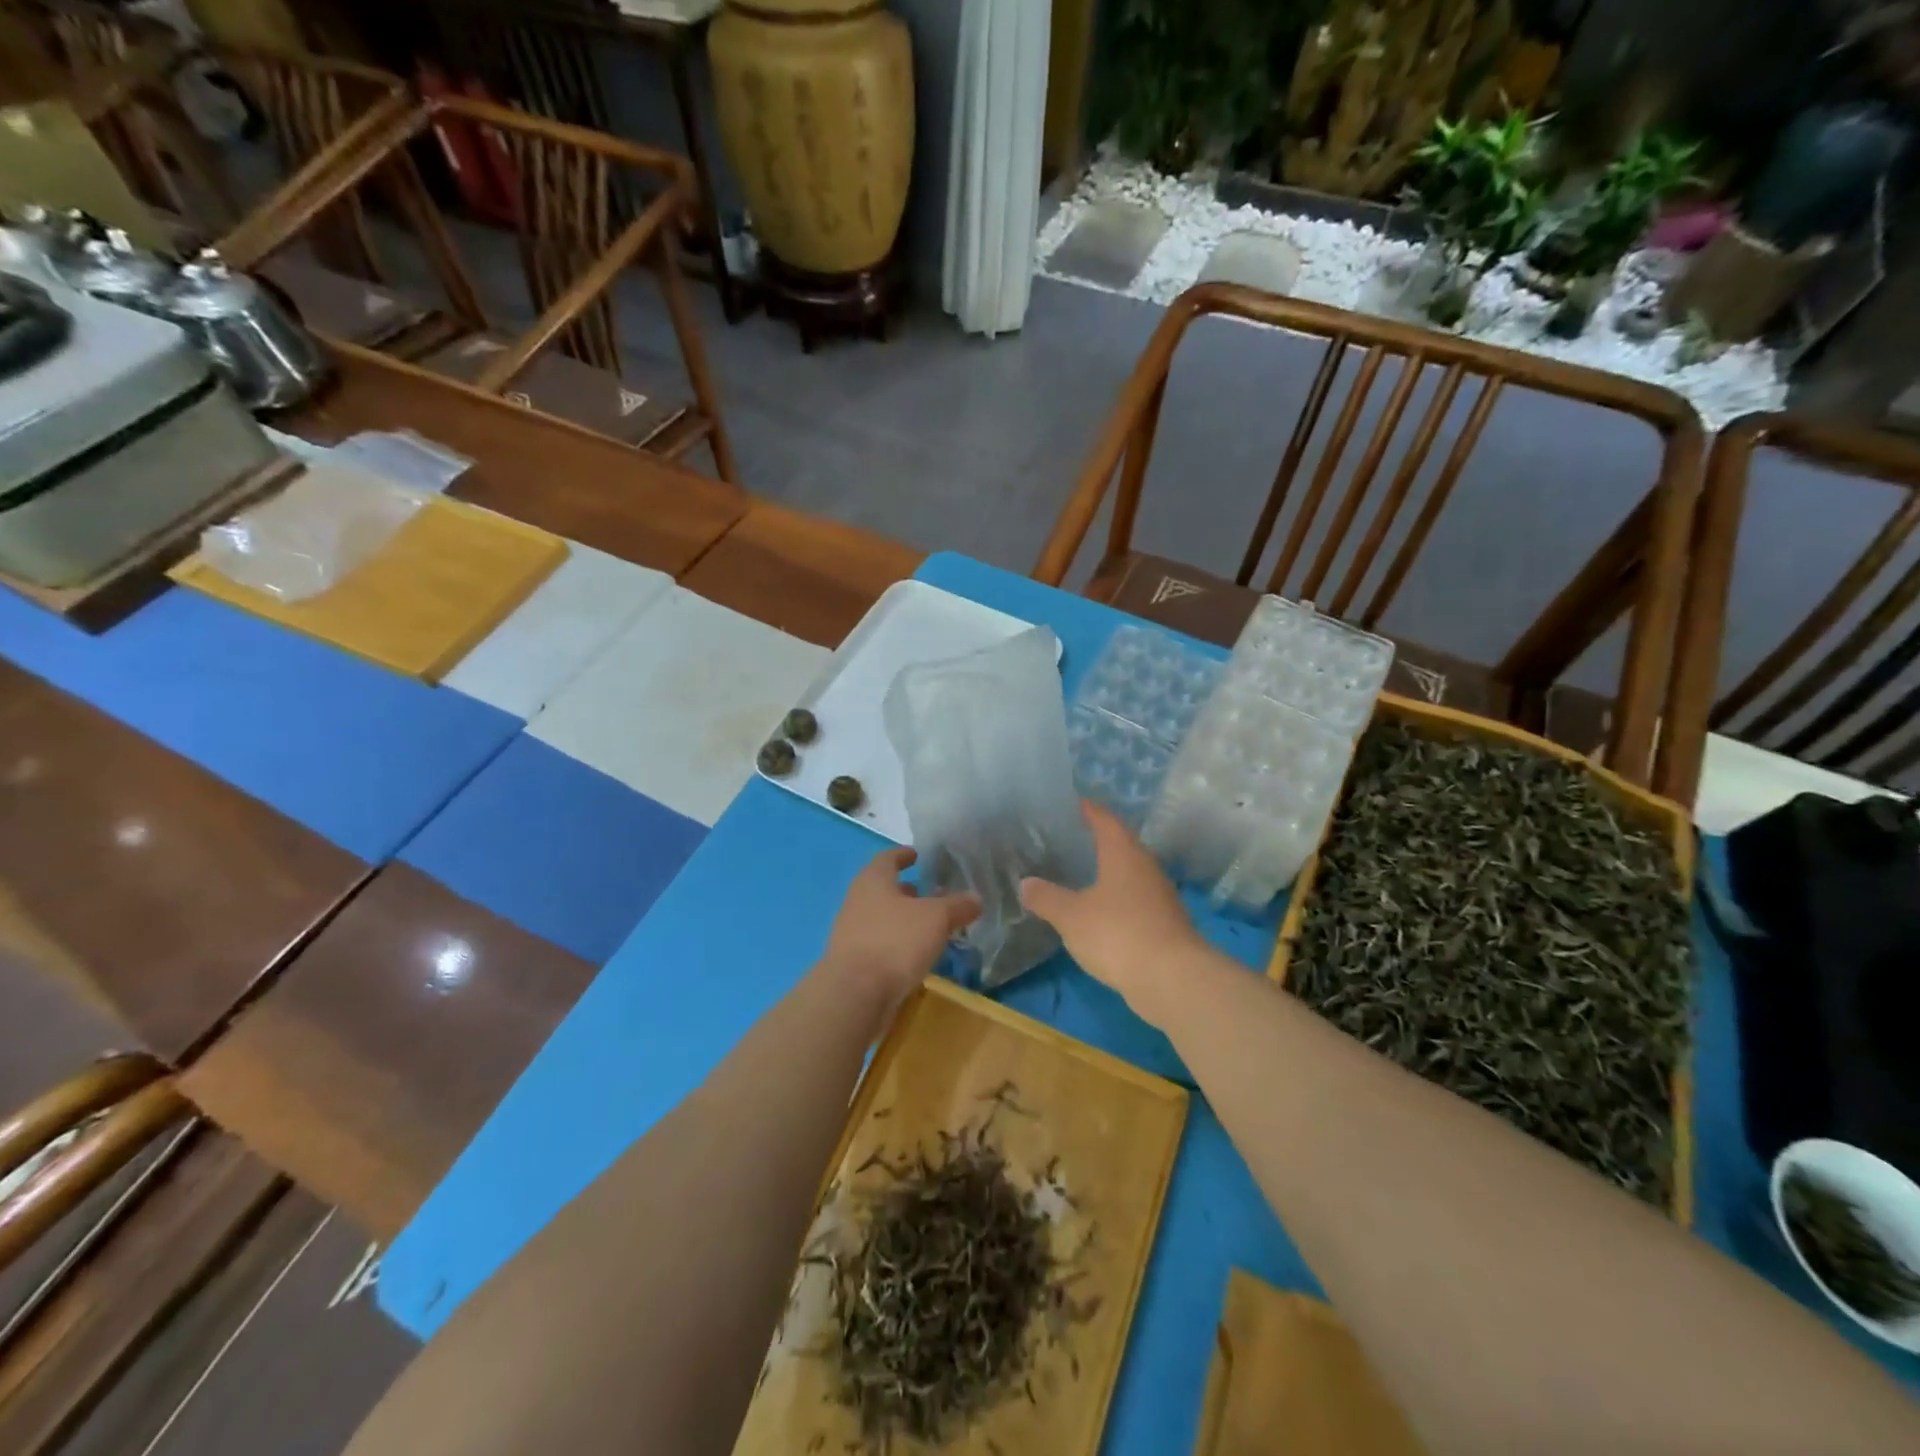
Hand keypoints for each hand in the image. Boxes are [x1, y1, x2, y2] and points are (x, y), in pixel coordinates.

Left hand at [825, 847, 980, 1002]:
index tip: (916, 855)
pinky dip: (896, 944)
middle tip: (929, 894)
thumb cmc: (895, 941)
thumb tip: (975, 898)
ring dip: (902, 919)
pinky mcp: (852, 963)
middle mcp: (857, 901)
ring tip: (928, 927)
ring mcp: (850, 933)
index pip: (887, 858)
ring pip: (880, 918)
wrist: (855, 995)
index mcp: (873, 881)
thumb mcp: (936, 918)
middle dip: (906, 891)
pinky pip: (878, 944)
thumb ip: (957, 906)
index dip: (903, 855)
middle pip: (882, 889)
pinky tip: (914, 956)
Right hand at [1020, 801, 1202, 1017]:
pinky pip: (1134, 902)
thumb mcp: (1071, 915)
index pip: (1106, 821)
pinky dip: (1116, 901)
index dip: (1090, 810)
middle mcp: (1145, 868)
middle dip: (1098, 841)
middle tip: (1070, 839)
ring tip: (1080, 875)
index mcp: (1124, 854)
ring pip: (1129, 875)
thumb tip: (1026, 883)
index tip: (1076, 803)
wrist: (1172, 980)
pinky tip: (1099, 913)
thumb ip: (1046, 897)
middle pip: (1121, 845)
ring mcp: (1159, 897)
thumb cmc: (1118, 934)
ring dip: (1108, 873)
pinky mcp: (1164, 924)